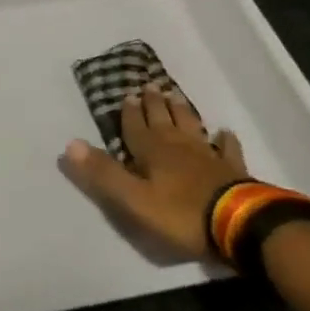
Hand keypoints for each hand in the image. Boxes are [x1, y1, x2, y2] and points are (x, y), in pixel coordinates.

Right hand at [61, 82, 247, 258]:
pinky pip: (227, 149)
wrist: (238, 225)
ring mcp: (208, 156)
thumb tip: (70, 143)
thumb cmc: (181, 214)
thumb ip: (103, 173)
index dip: (129, 113)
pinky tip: (225, 132)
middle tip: (150, 85)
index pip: (135, 127)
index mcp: (151, 151)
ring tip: (176, 95)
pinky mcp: (233, 170)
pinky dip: (225, 140)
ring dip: (182, 111)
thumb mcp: (133, 199)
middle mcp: (178, 146)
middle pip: (163, 120)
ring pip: (191, 126)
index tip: (127, 93)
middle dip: (154, 104)